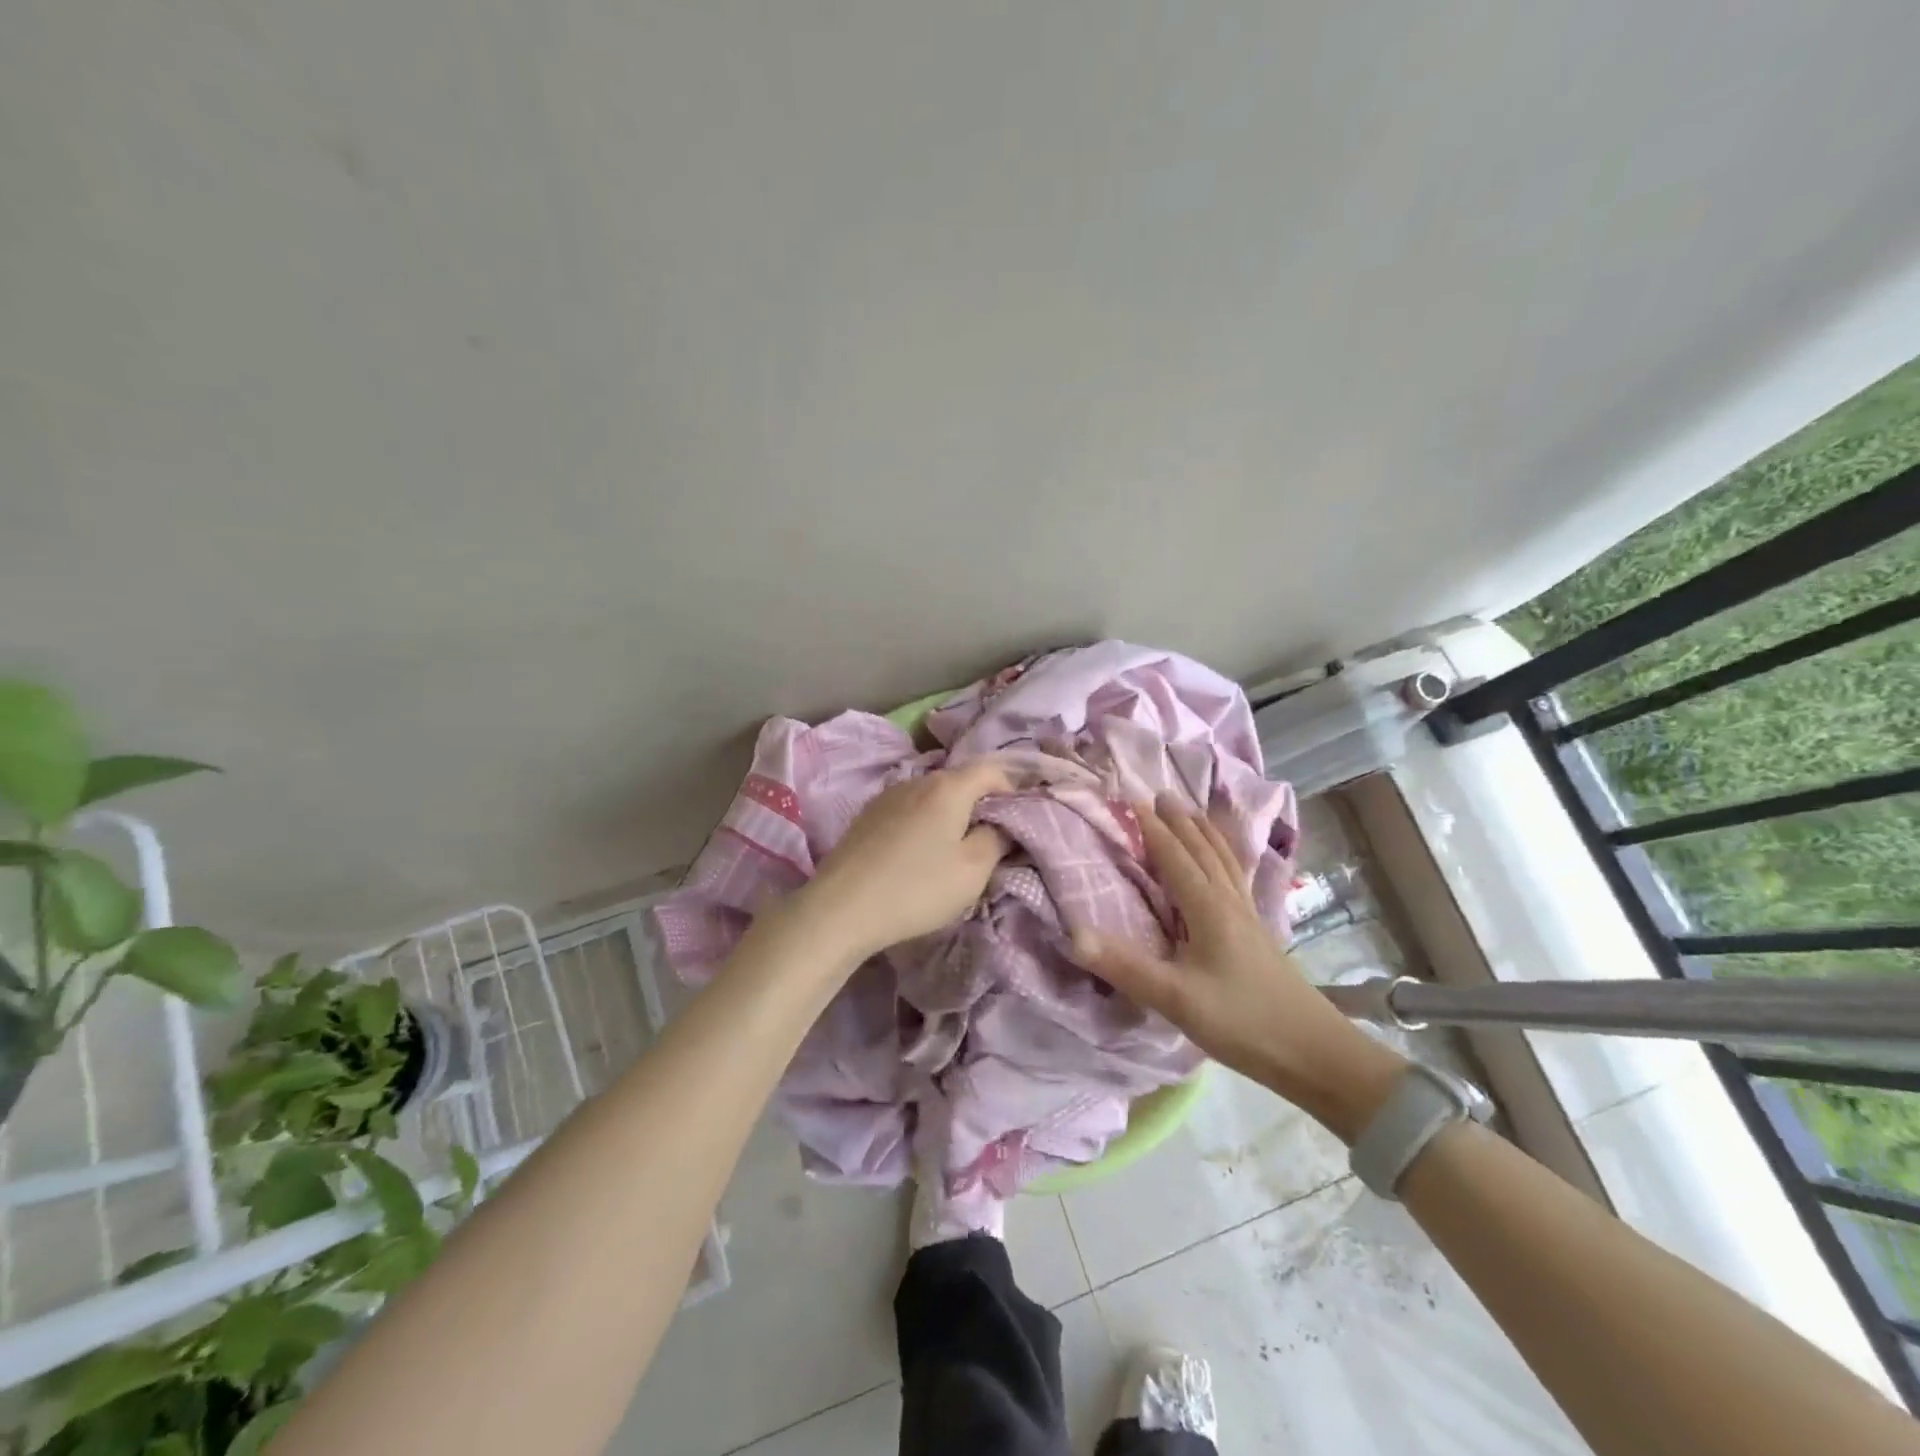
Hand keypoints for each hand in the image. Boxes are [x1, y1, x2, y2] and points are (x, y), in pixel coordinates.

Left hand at [789, 761, 1014, 963]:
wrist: (841, 908)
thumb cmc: (917, 888)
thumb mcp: (972, 870)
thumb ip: (996, 839)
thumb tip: (1002, 823)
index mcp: (948, 787)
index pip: (992, 770)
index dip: (1014, 787)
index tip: (1024, 815)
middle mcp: (917, 780)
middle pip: (960, 781)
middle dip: (982, 803)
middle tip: (994, 837)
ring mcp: (887, 796)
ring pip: (933, 796)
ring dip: (951, 814)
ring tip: (956, 847)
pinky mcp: (867, 816)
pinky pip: (909, 810)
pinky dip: (925, 823)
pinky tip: (920, 852)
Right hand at [1072, 795, 1406, 1140]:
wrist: (1313, 1052)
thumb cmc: (1241, 1021)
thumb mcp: (1175, 998)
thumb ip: (1124, 966)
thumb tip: (1072, 933)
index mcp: (1208, 908)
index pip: (1175, 857)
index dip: (1153, 829)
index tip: (1131, 800)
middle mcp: (1229, 901)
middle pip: (1203, 850)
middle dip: (1180, 821)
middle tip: (1160, 794)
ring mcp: (1248, 915)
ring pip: (1224, 861)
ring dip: (1205, 833)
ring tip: (1192, 812)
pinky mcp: (1258, 932)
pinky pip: (1236, 877)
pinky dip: (1225, 856)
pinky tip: (1227, 865)